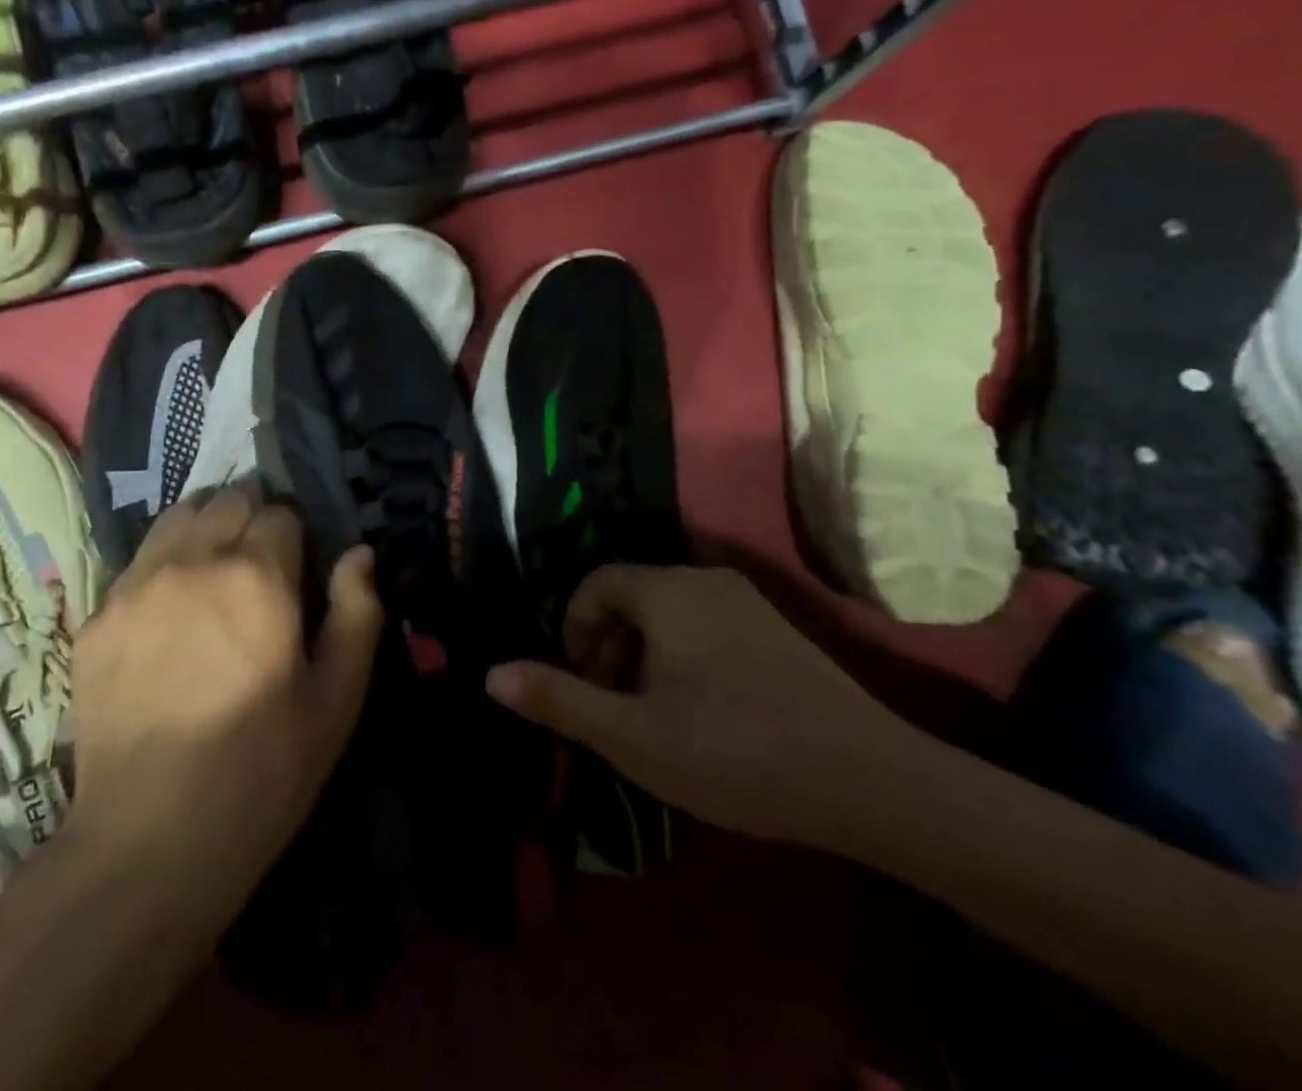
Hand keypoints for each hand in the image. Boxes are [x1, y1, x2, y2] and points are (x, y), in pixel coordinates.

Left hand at [64, 487, 382, 915]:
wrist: (148, 841)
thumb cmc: (260, 773)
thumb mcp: (335, 702)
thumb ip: (357, 615)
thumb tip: (360, 554)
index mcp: (256, 576)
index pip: (281, 512)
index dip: (297, 535)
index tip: (299, 569)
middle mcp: (193, 561)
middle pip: (228, 499)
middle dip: (251, 519)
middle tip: (259, 567)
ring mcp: (136, 584)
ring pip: (177, 516)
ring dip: (204, 527)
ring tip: (212, 571)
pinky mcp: (96, 615)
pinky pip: (137, 560)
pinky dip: (161, 564)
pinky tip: (167, 610)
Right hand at [485, 565, 905, 845]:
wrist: (874, 784)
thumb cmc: (734, 751)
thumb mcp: (631, 735)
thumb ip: (557, 699)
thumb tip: (490, 673)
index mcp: (666, 590)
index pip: (595, 585)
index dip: (574, 632)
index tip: (581, 686)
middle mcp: (705, 580)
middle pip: (631, 597)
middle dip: (608, 648)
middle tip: (612, 707)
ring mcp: (748, 603)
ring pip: (669, 614)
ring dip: (644, 656)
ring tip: (652, 717)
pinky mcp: (780, 632)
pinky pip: (707, 627)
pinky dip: (684, 658)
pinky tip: (703, 715)